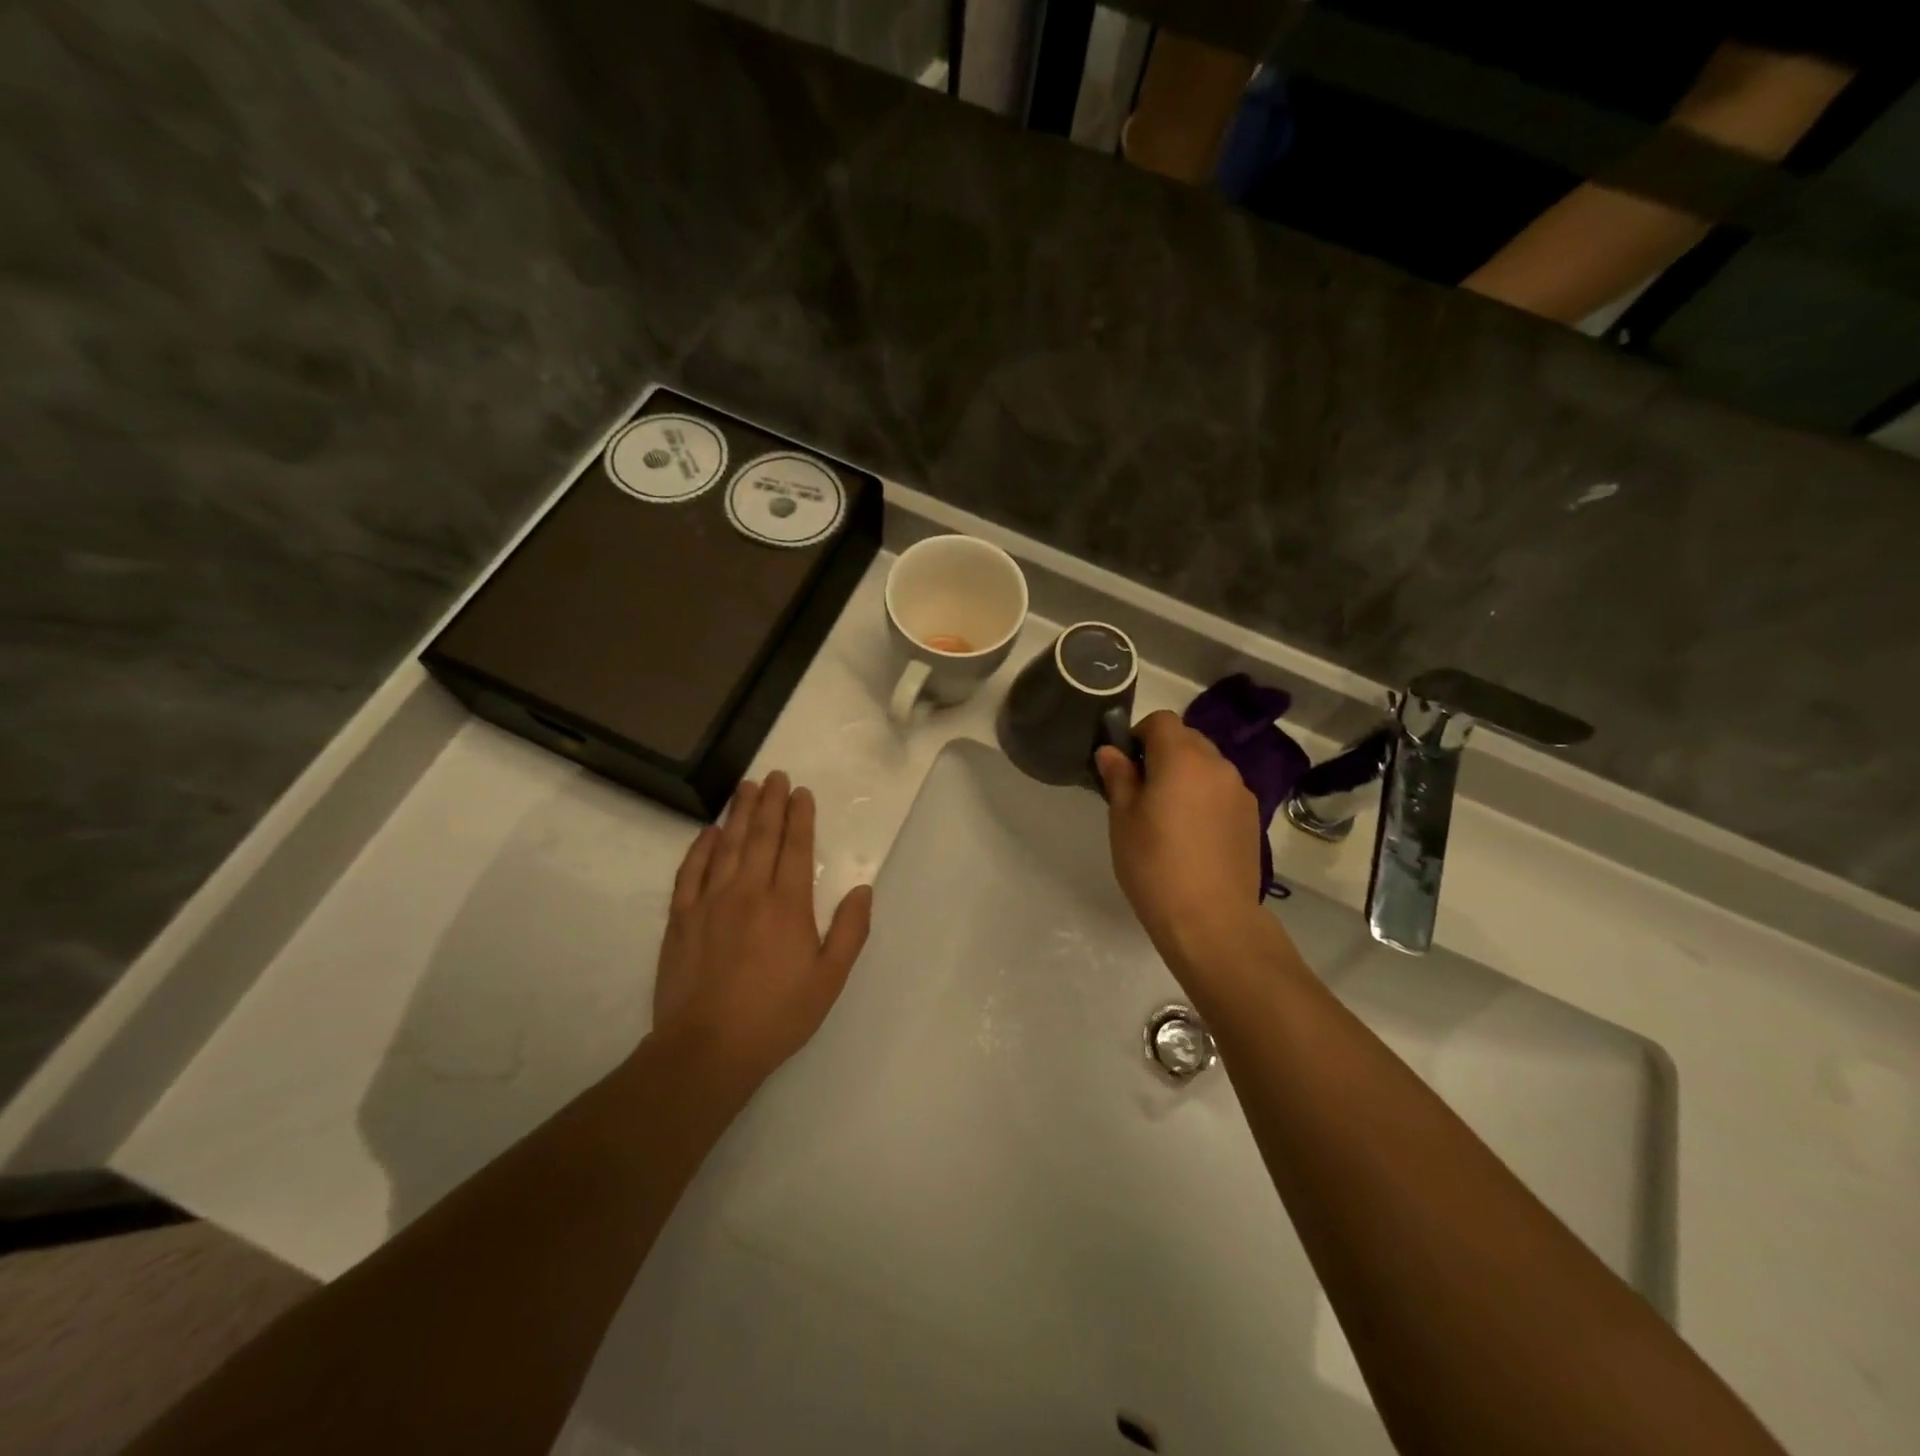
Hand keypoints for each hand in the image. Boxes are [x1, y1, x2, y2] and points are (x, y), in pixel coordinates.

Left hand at [651, 772, 872, 1085]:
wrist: (707, 1048)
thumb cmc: (777, 1016)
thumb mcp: (829, 980)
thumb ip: (850, 931)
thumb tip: (864, 889)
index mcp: (787, 906)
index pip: (795, 848)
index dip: (800, 817)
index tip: (801, 792)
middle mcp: (748, 893)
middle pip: (761, 837)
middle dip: (770, 803)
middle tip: (775, 775)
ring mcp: (710, 903)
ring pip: (726, 846)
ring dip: (738, 814)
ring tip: (745, 787)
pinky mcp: (681, 919)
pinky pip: (690, 872)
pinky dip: (700, 848)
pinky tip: (708, 832)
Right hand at [1095, 711, 1267, 973]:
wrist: (1210, 919)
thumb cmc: (1154, 865)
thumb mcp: (1123, 820)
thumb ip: (1119, 777)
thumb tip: (1111, 751)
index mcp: (1182, 758)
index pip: (1161, 721)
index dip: (1139, 735)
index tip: (1126, 766)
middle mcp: (1218, 765)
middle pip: (1188, 740)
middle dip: (1164, 753)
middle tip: (1142, 791)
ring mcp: (1240, 791)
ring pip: (1207, 766)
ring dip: (1186, 776)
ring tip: (1169, 816)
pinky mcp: (1252, 817)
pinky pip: (1222, 791)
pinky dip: (1205, 798)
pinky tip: (1193, 835)